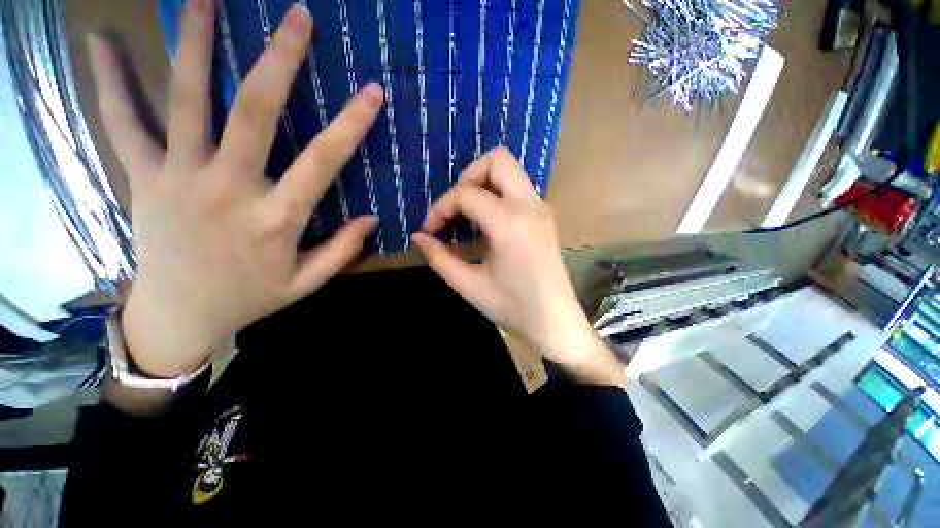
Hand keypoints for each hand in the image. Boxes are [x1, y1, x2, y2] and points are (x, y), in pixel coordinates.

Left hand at [88, 1, 381, 376]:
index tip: (372, 92)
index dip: (350, 125)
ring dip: (195, 45)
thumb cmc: (249, 298)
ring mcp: (178, 179)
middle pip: (254, 113)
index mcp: (276, 220)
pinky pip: (122, 123)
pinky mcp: (142, 178)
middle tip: (297, 16)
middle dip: (278, 61)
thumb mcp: (306, 282)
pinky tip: (100, 40)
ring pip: (186, 101)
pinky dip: (109, 80)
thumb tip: (371, 219)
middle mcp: (228, 190)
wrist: (179, 315)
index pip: (323, 163)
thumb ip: (341, 250)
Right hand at [412, 148, 623, 386]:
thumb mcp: (469, 286)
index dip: (441, 208)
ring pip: (510, 171)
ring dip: (483, 185)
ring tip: (468, 218)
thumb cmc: (513, 308)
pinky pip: (517, 189)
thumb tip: (418, 237)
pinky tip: (486, 225)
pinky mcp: (545, 216)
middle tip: (455, 208)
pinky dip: (496, 196)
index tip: (430, 229)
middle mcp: (529, 205)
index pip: (466, 194)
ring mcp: (541, 208)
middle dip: (467, 177)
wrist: (556, 322)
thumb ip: (439, 258)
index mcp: (509, 222)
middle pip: (497, 159)